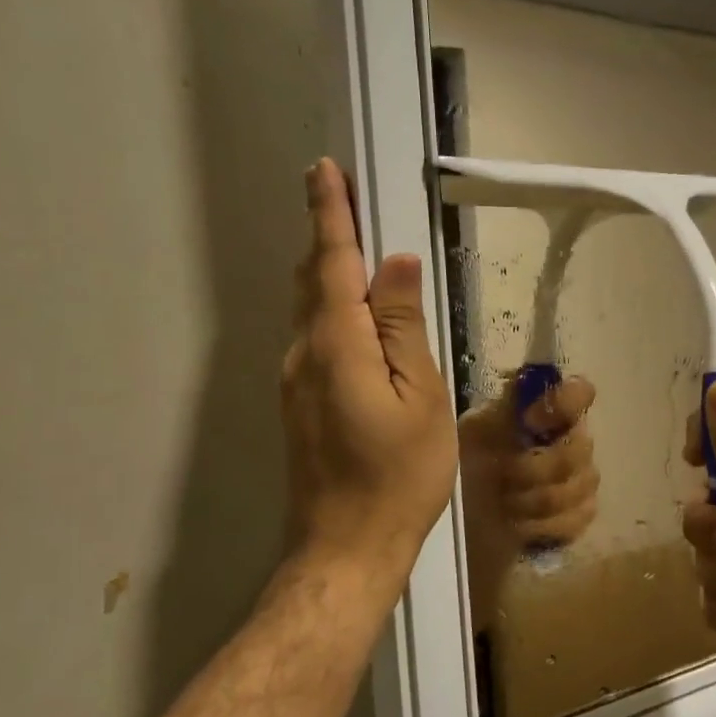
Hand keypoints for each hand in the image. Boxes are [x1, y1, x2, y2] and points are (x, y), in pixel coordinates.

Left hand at [281, 159, 456, 594]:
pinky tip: (355, 314)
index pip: (333, 263)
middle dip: (328, 234)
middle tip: (346, 196)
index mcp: (337, 345)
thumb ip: (404, 328)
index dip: (331, 214)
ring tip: (357, 246)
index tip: (324, 170)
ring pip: (312, 309)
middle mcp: (303, 353)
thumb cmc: (399, 475)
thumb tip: (396, 264)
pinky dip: (332, 308)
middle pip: (314, 280)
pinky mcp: (299, 403)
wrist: (347, 546)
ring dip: (330, 271)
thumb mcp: (420, 398)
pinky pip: (315, 337)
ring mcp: (295, 381)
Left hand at [460, 375, 600, 555]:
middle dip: (535, 468)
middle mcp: (572, 439)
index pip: (580, 392)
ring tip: (505, 503)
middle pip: (580, 448)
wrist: (459, 515)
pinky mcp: (580, 515)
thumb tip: (527, 381)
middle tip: (503, 477)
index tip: (529, 421)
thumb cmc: (468, 464)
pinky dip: (544, 525)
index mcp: (547, 412)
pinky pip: (578, 517)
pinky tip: (520, 524)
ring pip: (579, 486)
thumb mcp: (476, 429)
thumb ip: (507, 406)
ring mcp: (581, 479)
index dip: (563, 404)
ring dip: (535, 499)